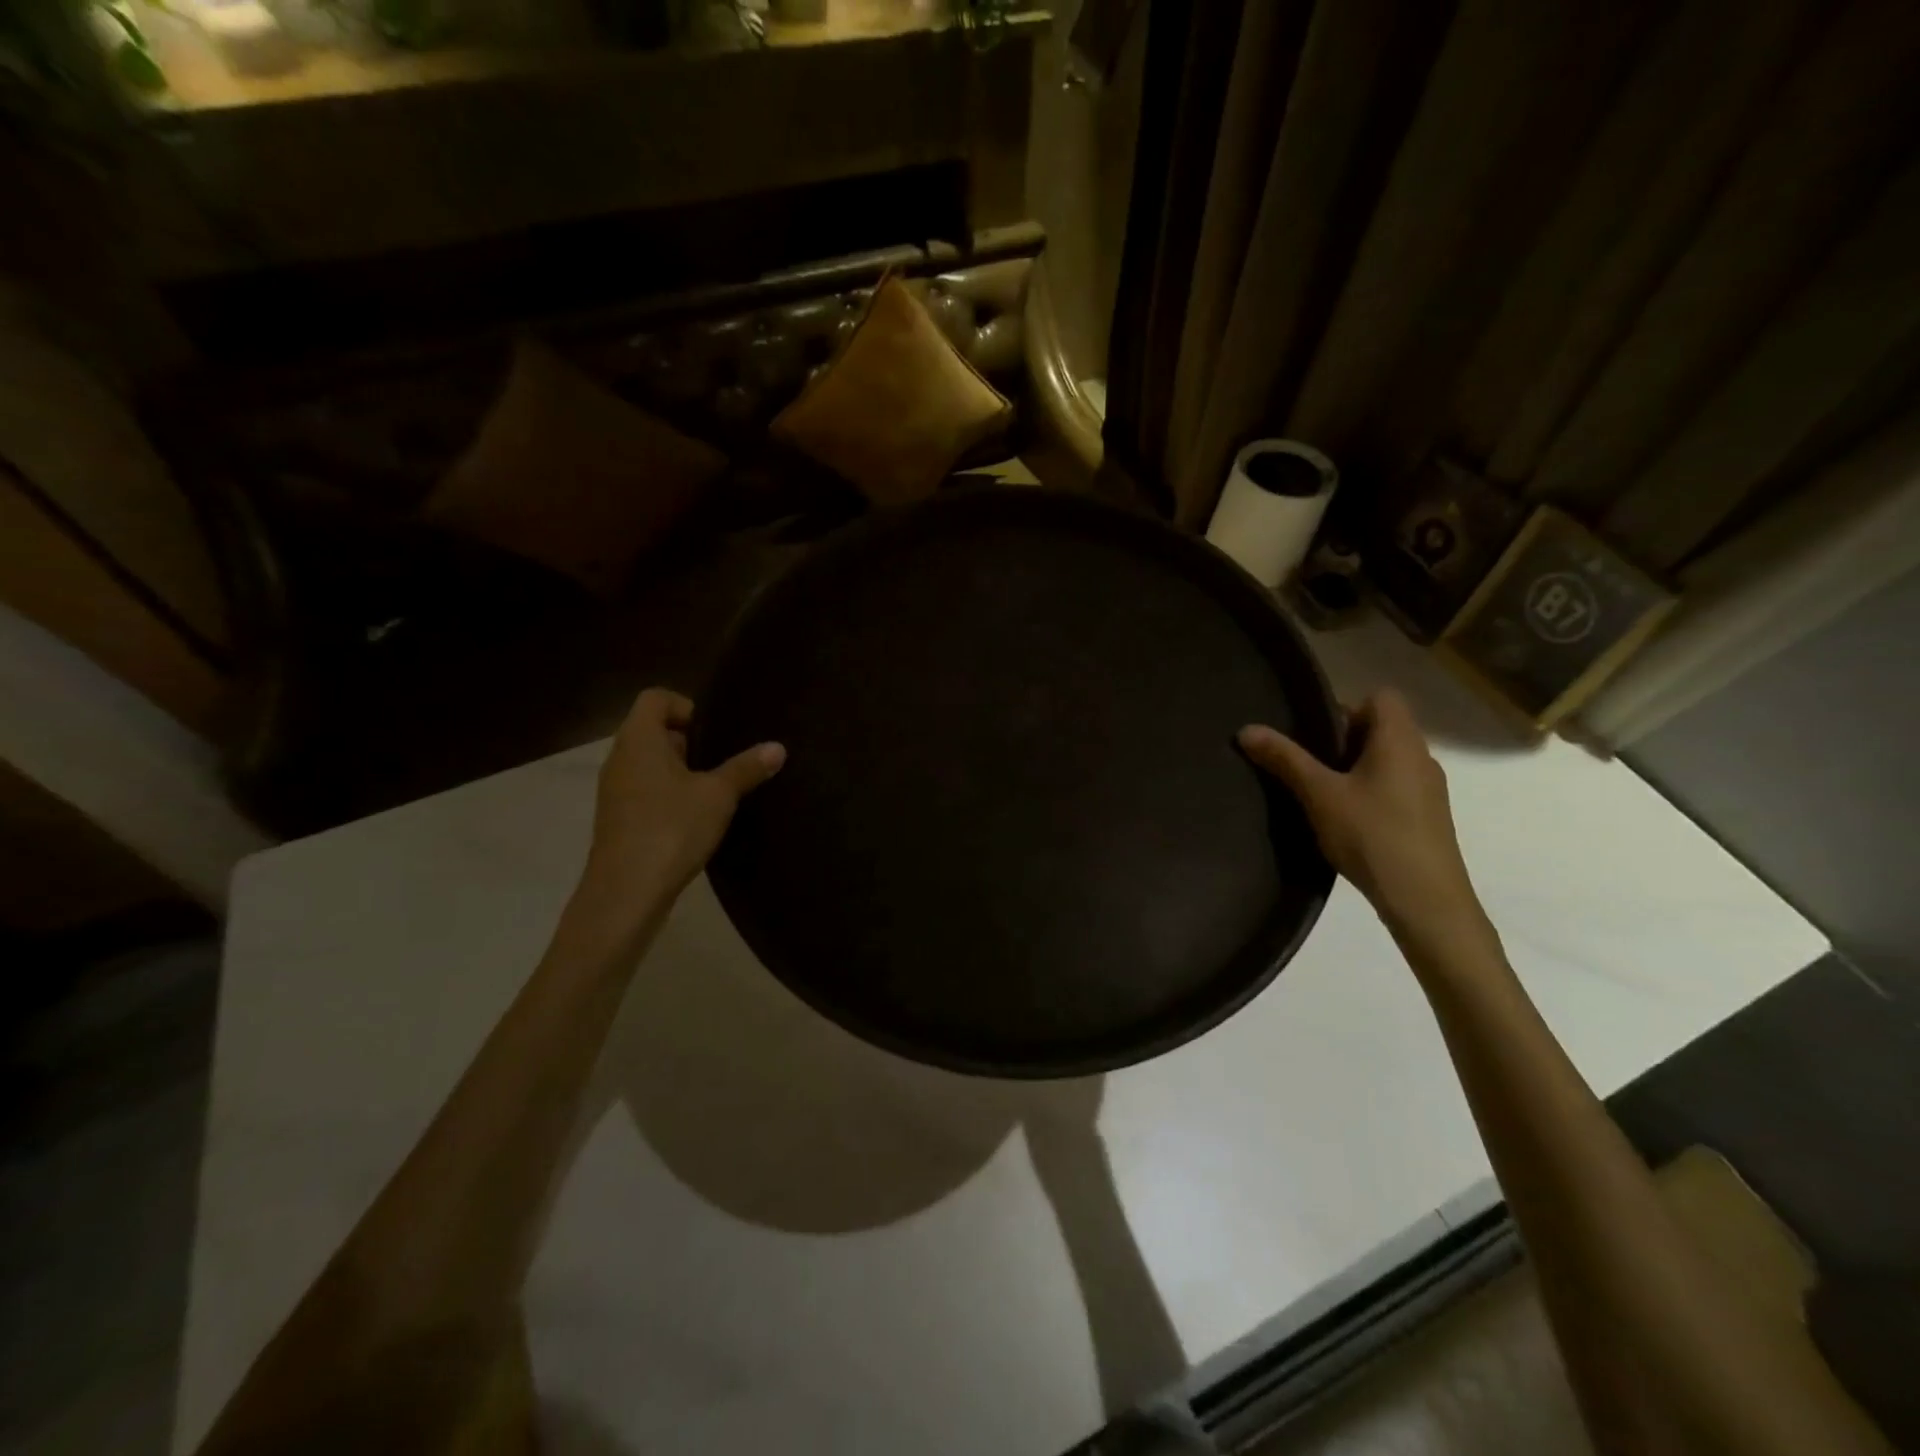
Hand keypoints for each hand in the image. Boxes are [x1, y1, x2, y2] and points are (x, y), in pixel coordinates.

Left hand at [586, 688, 784, 895]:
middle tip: (722, 760)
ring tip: (714, 791)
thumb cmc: (671, 829)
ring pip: (649, 763)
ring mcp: (614, 790)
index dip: (686, 706)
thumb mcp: (719, 795)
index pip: (655, 698)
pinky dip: (668, 795)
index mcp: (639, 740)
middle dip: (688, 741)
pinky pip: (644, 790)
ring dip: (680, 771)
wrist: (626, 892)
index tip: (714, 732)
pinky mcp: (618, 819)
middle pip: (652, 730)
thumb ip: (747, 768)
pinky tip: (695, 818)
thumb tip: (777, 747)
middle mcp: (620, 758)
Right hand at [1239, 690, 1491, 955]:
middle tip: (1306, 764)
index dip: (1346, 706)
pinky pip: (1393, 785)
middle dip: (1341, 740)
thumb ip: (1284, 759)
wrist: (1426, 901)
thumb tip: (1246, 729)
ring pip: (1386, 759)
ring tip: (1319, 793)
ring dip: (1353, 768)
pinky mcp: (1427, 816)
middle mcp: (1421, 755)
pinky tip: (1345, 820)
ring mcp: (1428, 788)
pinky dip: (1368, 791)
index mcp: (1399, 739)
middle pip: (1380, 727)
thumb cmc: (1372, 834)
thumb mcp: (1319, 794)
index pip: (1381, 696)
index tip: (1313, 733)